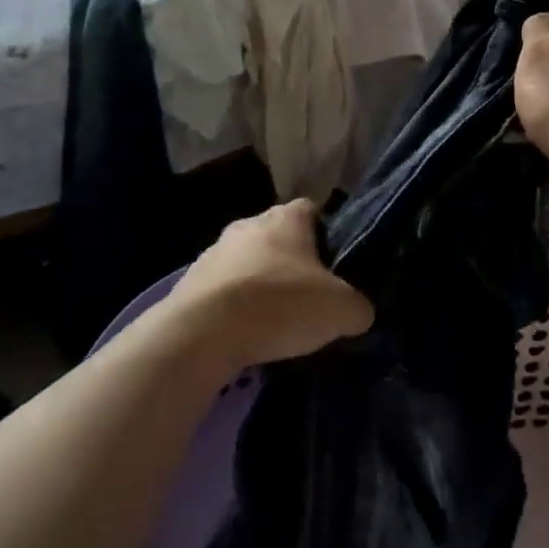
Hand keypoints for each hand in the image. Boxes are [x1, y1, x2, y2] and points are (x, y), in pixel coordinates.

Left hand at [165, 200, 373, 369]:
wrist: (202, 333)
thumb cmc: (280, 304)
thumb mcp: (340, 310)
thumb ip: (357, 307)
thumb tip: (358, 312)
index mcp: (287, 217)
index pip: (313, 211)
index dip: (327, 235)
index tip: (335, 265)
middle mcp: (249, 223)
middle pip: (278, 237)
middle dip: (292, 262)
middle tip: (308, 298)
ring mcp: (215, 251)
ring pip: (248, 263)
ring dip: (259, 285)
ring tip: (273, 323)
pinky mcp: (190, 282)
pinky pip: (222, 290)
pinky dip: (233, 308)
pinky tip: (243, 336)